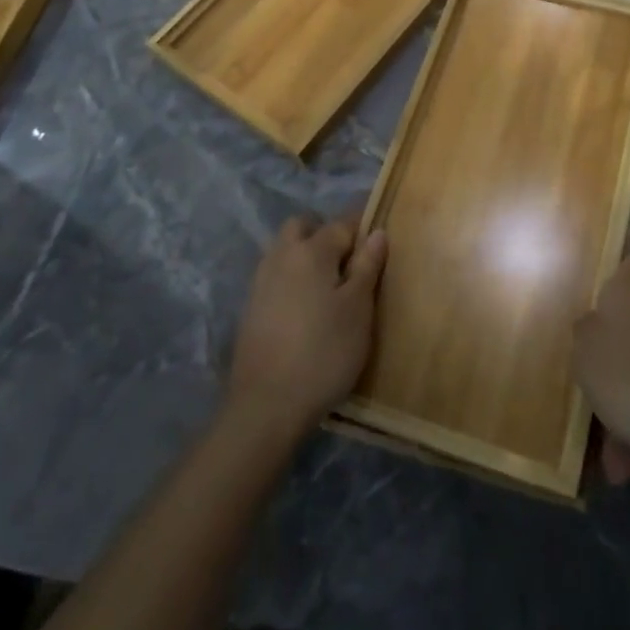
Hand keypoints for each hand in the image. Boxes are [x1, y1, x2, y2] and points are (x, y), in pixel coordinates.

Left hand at [226, 214, 387, 444]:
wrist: (266, 406)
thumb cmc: (324, 352)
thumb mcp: (358, 310)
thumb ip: (367, 267)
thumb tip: (376, 232)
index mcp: (311, 250)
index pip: (342, 223)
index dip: (363, 228)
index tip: (379, 242)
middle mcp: (281, 256)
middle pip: (303, 227)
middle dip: (324, 233)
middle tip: (348, 262)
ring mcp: (261, 282)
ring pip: (285, 250)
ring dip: (305, 255)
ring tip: (329, 288)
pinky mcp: (250, 308)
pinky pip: (275, 276)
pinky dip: (292, 279)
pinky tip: (306, 309)